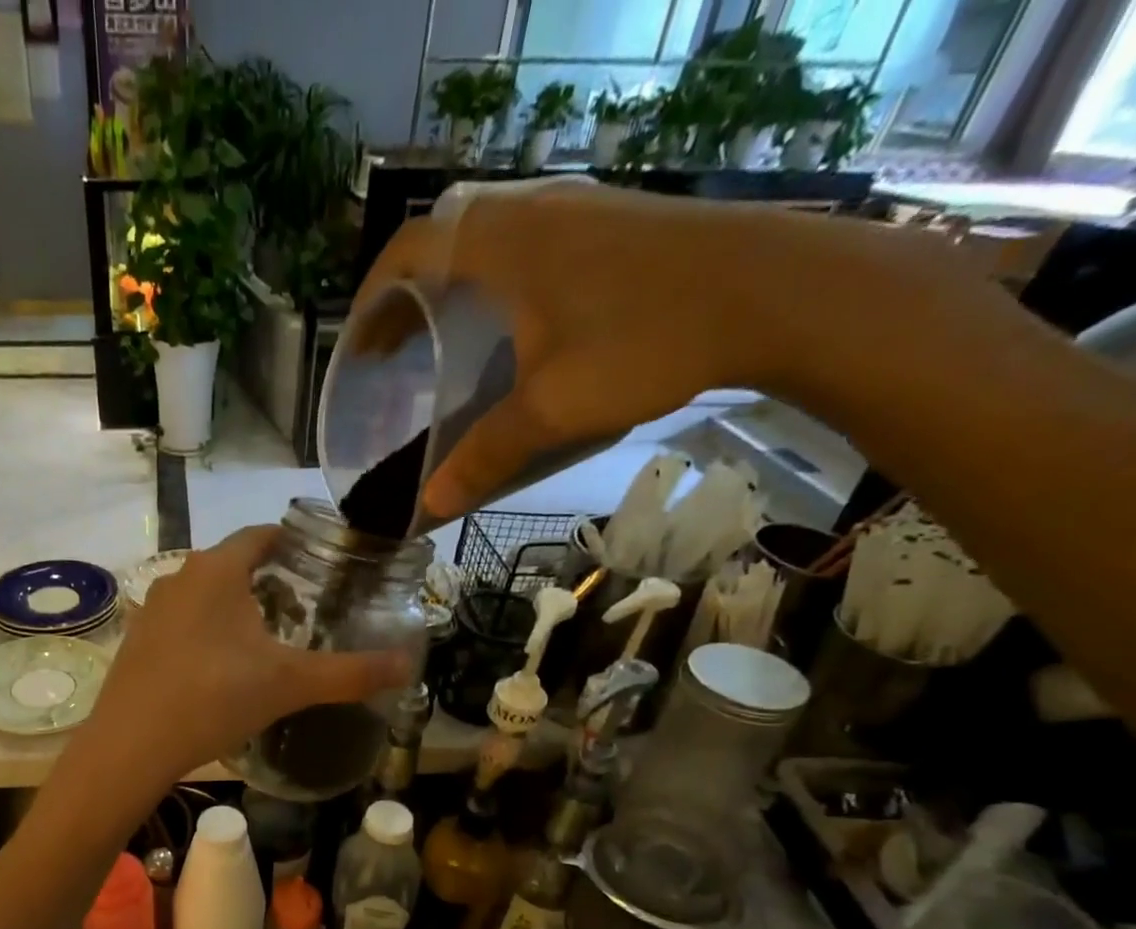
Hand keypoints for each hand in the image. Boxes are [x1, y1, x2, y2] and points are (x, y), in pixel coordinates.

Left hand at [74, 527, 411, 788]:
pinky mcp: (136, 640)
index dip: (296, 542)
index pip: (263, 534)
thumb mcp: (290, 684)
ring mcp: (152, 609)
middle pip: (233, 563)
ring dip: (236, 607)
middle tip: (306, 608)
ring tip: (268, 638)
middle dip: (270, 580)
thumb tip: (410, 667)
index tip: (324, 562)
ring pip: (205, 594)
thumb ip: (351, 673)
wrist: (130, 746)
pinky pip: (182, 622)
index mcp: (217, 569)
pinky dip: (208, 631)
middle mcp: (179, 577)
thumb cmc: (214, 698)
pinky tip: (221, 666)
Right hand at [355, 182, 921, 520]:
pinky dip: (498, 286)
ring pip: (490, 243)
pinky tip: (513, 331)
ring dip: (455, 290)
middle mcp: (536, 211)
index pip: (410, 249)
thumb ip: (485, 456)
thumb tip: (430, 509)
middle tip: (392, 353)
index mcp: (504, 241)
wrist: (777, 291)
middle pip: (445, 243)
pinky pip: (530, 248)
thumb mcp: (552, 409)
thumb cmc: (647, 341)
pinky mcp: (617, 226)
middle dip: (408, 298)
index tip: (358, 345)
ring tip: (442, 343)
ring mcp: (581, 213)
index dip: (373, 297)